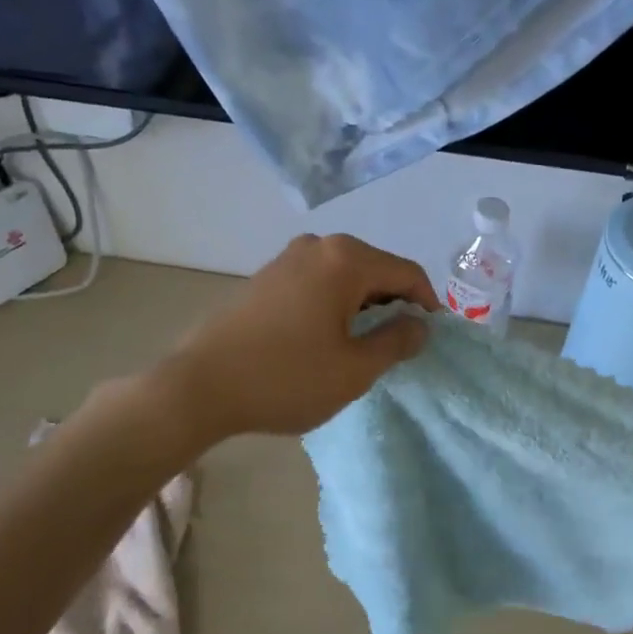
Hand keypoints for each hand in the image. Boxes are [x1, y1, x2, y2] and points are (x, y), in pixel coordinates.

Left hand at [167, 235, 437, 439]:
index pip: (407, 272)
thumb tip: (420, 325)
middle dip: (395, 302)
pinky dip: (336, 302)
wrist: (201, 387)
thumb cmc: (287, 378)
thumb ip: (397, 342)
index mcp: (346, 260)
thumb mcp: (355, 369)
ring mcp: (287, 258)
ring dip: (365, 303)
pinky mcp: (266, 277)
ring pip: (345, 274)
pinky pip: (318, 281)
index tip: (432, 334)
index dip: (428, 302)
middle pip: (376, 267)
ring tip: (368, 341)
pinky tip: (330, 335)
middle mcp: (318, 246)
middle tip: (402, 341)